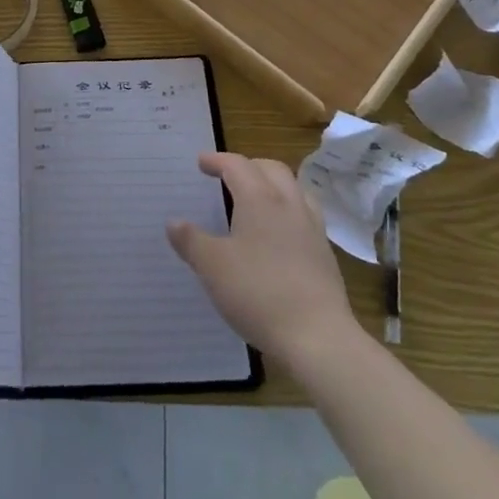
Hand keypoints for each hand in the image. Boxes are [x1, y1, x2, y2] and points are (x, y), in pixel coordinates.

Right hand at [167, 151, 365, 370]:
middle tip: (228, 176)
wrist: (318, 337)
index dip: (217, 160)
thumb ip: (191, 241)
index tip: (201, 163)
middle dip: (248, 166)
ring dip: (273, 184)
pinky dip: (289, 210)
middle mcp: (288, 204)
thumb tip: (173, 222)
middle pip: (271, 169)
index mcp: (259, 199)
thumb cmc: (259, 293)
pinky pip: (306, 215)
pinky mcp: (325, 254)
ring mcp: (312, 228)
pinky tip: (280, 233)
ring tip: (257, 198)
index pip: (237, 165)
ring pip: (294, 188)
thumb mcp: (212, 267)